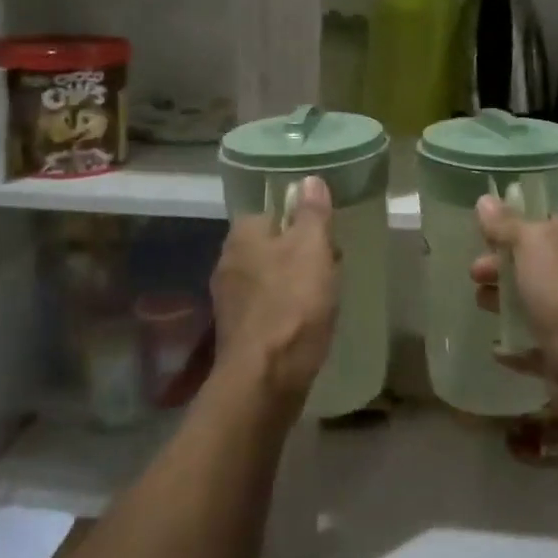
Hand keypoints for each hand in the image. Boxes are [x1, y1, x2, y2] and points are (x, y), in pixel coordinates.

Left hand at [211, 176, 338, 412]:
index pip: (271, 211)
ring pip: (268, 277)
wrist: (266, 378)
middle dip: (299, 253)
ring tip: (323, 298)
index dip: (301, 221)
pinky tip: (304, 324)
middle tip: (331, 267)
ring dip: (293, 283)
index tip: (327, 238)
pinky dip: (285, 310)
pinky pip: (266, 307)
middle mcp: (227, 261)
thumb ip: (312, 213)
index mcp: (242, 235)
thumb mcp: (312, 249)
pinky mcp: (236, 330)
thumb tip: (309, 179)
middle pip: (270, 245)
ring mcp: (228, 298)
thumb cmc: (293, 305)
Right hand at [469, 196, 557, 395]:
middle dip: (499, 266)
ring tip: (481, 305)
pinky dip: (513, 343)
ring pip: (530, 302)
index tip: (482, 234)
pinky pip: (532, 343)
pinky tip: (497, 346)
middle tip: (475, 273)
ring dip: (503, 302)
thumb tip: (485, 199)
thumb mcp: (528, 244)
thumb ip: (505, 224)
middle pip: (531, 264)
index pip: (542, 224)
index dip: (511, 226)